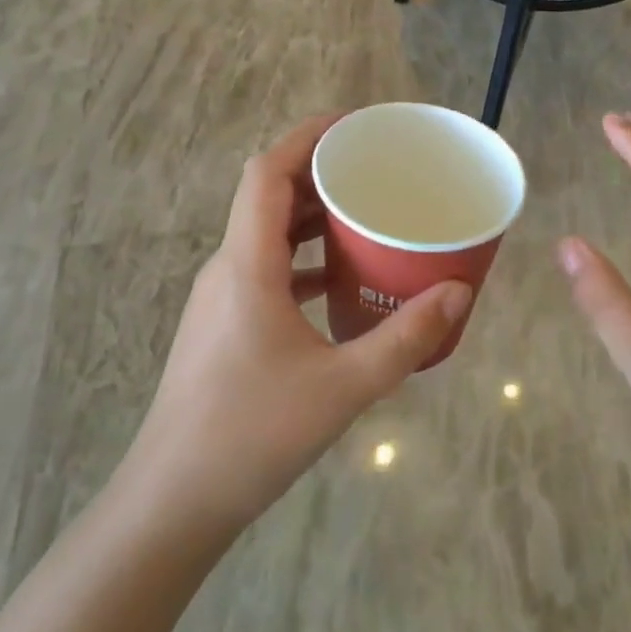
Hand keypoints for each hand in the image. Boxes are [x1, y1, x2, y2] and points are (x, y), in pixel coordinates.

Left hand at [121, 114, 471, 533]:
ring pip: (268, 231)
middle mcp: (228, 267)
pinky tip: (341, 279)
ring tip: (367, 213)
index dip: (307, 136)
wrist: (171, 506)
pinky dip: (303, 257)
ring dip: (312, 215)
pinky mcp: (224, 323)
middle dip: (321, 171)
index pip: (267, 171)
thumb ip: (405, 340)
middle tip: (376, 168)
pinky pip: (267, 266)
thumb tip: (459, 293)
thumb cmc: (250, 437)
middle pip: (269, 194)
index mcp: (247, 264)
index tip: (354, 126)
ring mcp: (222, 296)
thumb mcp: (342, 388)